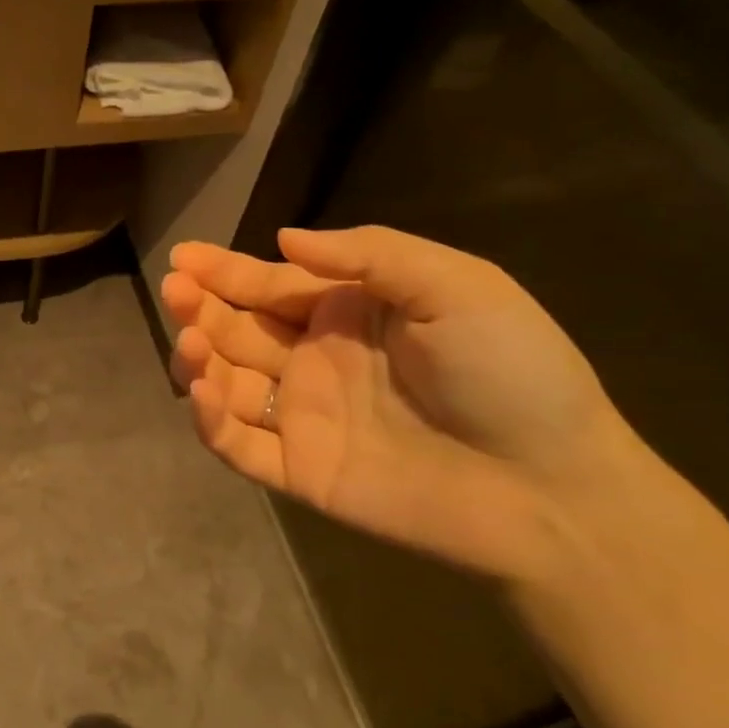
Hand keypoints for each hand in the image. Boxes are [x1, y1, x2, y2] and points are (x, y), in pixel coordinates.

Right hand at [162, 226, 645, 583]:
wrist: (552, 487)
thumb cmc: (511, 373)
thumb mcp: (457, 287)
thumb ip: (369, 255)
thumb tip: (284, 239)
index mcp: (349, 314)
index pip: (271, 286)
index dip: (225, 271)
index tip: (183, 257)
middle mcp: (316, 361)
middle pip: (238, 329)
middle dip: (201, 307)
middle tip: (176, 291)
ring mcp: (303, 417)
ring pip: (228, 383)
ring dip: (198, 360)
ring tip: (192, 342)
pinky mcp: (299, 469)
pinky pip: (239, 444)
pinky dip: (211, 421)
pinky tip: (203, 393)